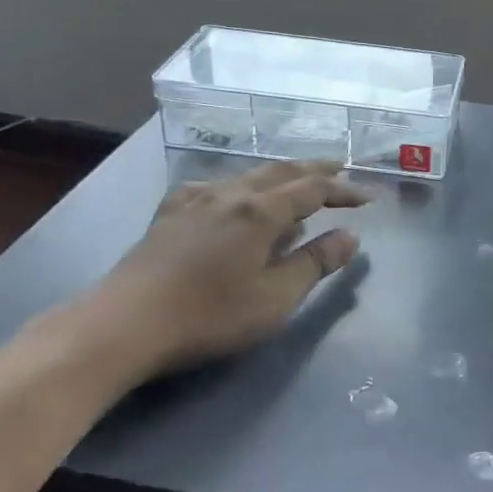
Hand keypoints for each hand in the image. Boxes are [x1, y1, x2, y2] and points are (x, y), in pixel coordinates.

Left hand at [55, 159, 369, 389]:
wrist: (124, 324)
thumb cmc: (209, 315)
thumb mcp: (275, 297)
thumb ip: (315, 263)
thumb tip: (350, 236)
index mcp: (260, 211)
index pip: (313, 189)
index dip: (344, 190)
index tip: (368, 198)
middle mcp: (230, 193)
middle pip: (281, 172)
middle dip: (315, 169)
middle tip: (341, 168)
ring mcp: (195, 199)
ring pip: (248, 175)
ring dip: (280, 175)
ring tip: (296, 184)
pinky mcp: (170, 213)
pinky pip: (217, 186)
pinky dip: (242, 186)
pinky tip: (235, 198)